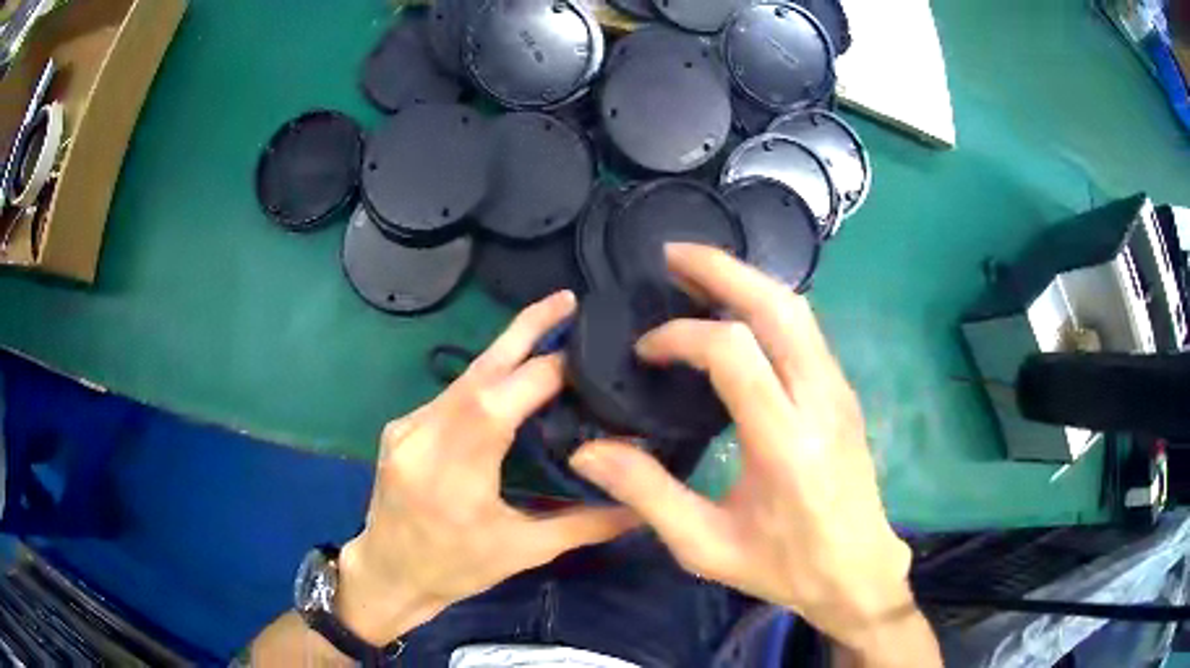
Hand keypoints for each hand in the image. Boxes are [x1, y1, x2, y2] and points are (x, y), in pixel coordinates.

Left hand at [338, 292, 636, 644]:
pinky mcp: (400, 427)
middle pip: (477, 371)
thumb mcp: (522, 553)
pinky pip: (450, 395)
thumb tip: (640, 505)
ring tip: (551, 335)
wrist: (387, 574)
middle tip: (565, 299)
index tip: (586, 357)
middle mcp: (422, 439)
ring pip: (463, 378)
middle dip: (523, 329)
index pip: (499, 404)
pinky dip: (485, 380)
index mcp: (454, 476)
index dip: (543, 372)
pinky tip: (510, 381)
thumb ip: (584, 525)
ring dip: (507, 354)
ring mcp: (406, 428)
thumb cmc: (454, 570)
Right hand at [570, 244, 933, 658]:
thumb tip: (588, 450)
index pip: (733, 352)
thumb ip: (646, 493)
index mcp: (784, 442)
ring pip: (798, 309)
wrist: (857, 571)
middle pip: (777, 306)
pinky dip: (767, 304)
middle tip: (671, 255)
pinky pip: (807, 329)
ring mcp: (838, 391)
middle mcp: (819, 400)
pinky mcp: (844, 392)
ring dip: (746, 279)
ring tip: (699, 273)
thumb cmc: (783, 565)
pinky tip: (738, 313)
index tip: (645, 351)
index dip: (681, 336)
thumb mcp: (705, 546)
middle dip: (721, 269)